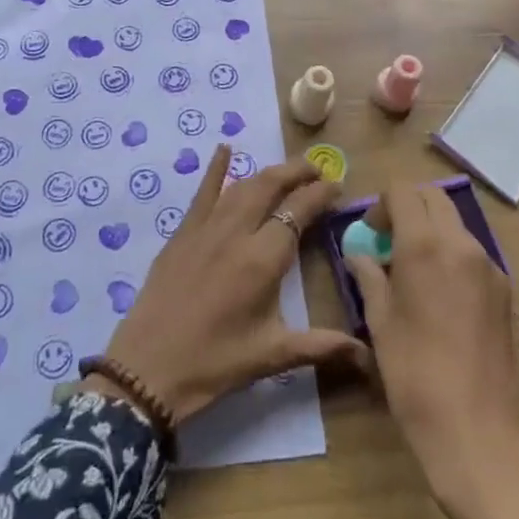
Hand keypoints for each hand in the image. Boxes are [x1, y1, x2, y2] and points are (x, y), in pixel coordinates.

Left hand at [94, 144, 362, 422]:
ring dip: (267, 173)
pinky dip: (215, 169)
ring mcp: (206, 228)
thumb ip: (323, 347)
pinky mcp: (182, 233)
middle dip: (296, 172)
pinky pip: (203, 192)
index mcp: (263, 259)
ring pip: (242, 186)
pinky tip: (224, 149)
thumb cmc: (215, 363)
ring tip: (287, 170)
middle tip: (317, 169)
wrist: (149, 368)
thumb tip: (369, 356)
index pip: (298, 211)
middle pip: (270, 186)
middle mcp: (236, 232)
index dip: (320, 194)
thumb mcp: (273, 356)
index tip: (337, 186)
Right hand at [345, 182, 518, 518]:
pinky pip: (471, 252)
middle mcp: (461, 244)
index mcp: (425, 245)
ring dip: (430, 230)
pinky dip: (450, 254)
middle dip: (407, 208)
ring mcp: (489, 265)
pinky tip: (438, 296)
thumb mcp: (380, 322)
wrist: (477, 431)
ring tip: (411, 272)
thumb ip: (369, 276)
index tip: (370, 235)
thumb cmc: (415, 374)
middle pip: (433, 198)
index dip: (381, 205)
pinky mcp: (504, 289)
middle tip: (387, 243)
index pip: (403, 191)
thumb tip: (359, 254)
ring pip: (454, 223)